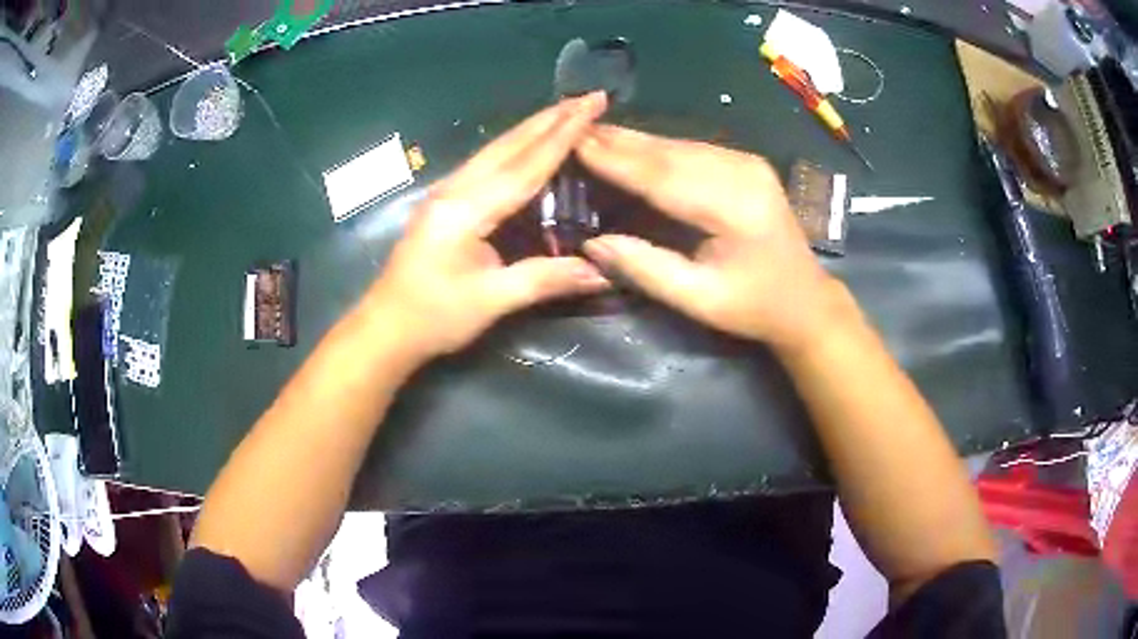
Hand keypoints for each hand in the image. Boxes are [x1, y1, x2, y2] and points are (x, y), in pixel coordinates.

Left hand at [366, 94, 610, 361]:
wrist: (385, 329)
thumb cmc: (433, 317)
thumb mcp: (491, 301)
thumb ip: (546, 280)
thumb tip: (603, 273)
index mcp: (466, 208)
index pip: (526, 164)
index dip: (563, 134)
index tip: (592, 104)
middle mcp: (455, 189)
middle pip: (509, 145)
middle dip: (551, 118)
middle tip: (588, 97)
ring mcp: (446, 193)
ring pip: (496, 150)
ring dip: (534, 128)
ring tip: (567, 112)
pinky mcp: (445, 203)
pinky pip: (487, 164)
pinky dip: (517, 148)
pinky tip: (531, 145)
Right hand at [578, 125, 847, 351]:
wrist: (805, 299)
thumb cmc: (753, 307)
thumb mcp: (699, 299)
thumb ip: (646, 269)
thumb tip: (592, 243)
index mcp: (734, 208)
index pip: (662, 176)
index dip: (615, 161)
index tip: (573, 144)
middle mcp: (742, 173)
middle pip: (669, 152)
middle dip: (618, 141)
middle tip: (573, 130)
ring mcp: (747, 164)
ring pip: (679, 145)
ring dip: (635, 140)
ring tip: (593, 133)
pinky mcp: (746, 164)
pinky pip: (693, 149)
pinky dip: (658, 147)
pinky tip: (632, 144)